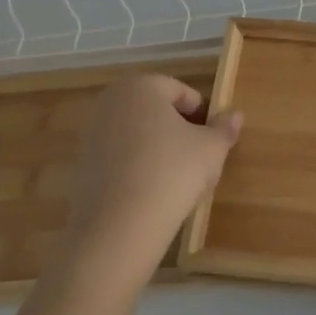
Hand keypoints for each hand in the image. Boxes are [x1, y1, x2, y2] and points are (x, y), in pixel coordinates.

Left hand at [63, 75, 242, 292]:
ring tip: (174, 179)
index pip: (182, 92)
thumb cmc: (171, 172)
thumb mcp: (211, 149)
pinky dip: (134, 168)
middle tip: (196, 158)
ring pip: (136, 134)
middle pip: (155, 110)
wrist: (117, 228)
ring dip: (155, 148)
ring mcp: (90, 133)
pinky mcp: (80, 165)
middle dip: (177, 129)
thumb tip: (235, 115)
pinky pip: (118, 158)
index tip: (212, 141)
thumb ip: (224, 128)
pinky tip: (149, 193)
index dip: (202, 115)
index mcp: (141, 86)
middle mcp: (110, 101)